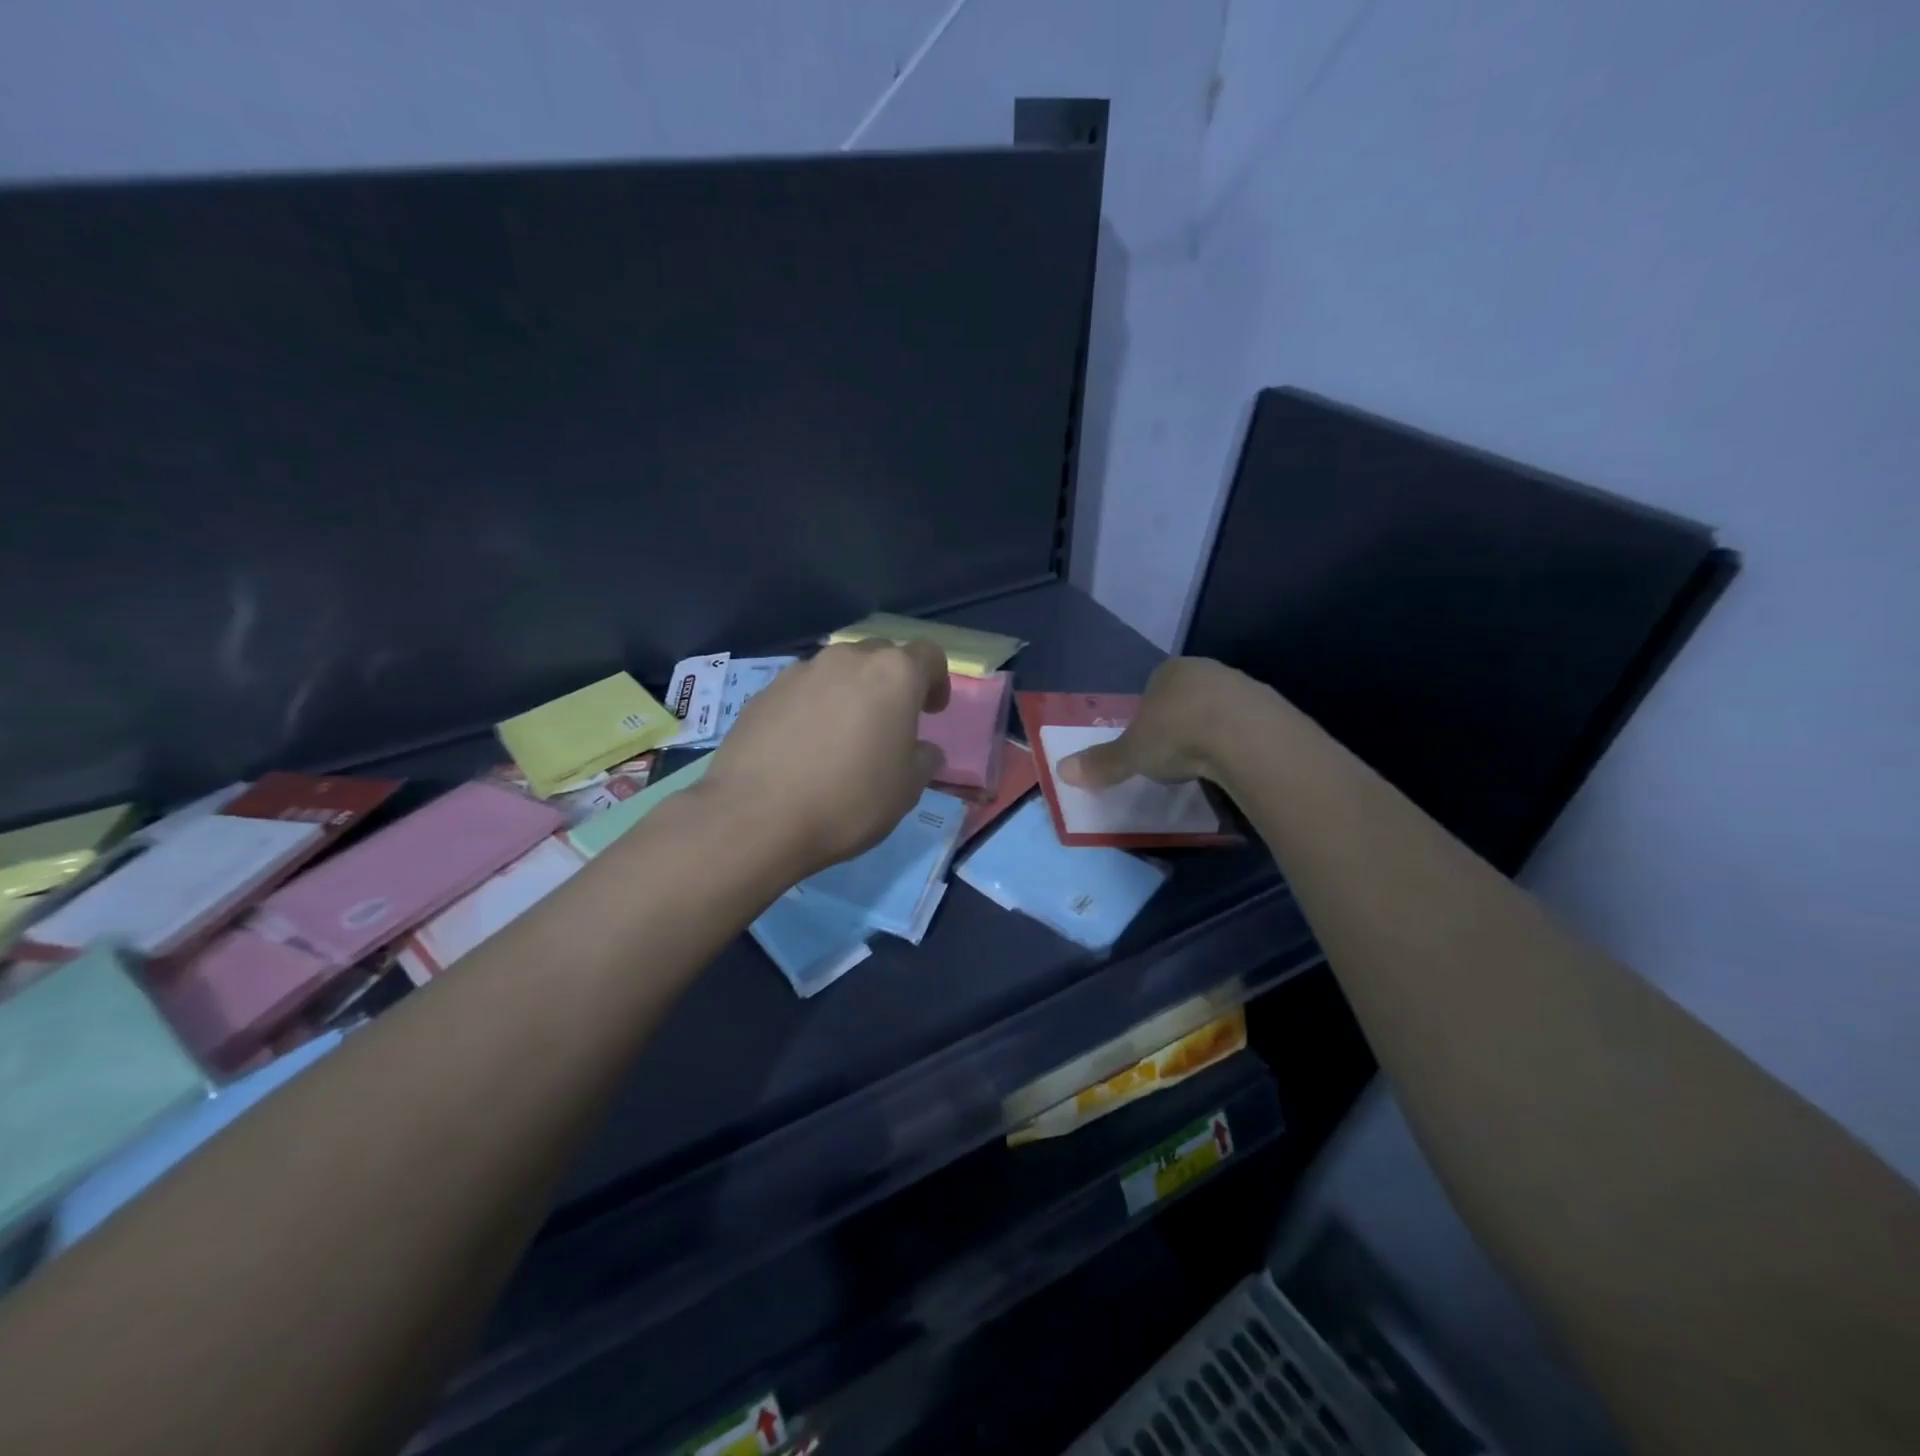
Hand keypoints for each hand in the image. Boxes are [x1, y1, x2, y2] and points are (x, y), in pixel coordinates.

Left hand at [702, 639, 950, 876]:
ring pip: (837, 671)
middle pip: (881, 656)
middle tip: (889, 723)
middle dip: (891, 683)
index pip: (928, 655)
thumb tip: (923, 750)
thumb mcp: (907, 789)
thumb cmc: (849, 800)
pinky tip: (804, 747)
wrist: (756, 818)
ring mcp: (800, 672)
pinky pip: (802, 691)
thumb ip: (924, 760)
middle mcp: (846, 659)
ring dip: (849, 693)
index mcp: (893, 674)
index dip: (937, 680)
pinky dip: (812, 707)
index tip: (931, 712)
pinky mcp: (763, 692)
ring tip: (842, 737)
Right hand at [1058, 657, 1267, 789]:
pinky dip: (1240, 743)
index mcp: (1170, 671)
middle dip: (1182, 721)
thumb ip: (1102, 762)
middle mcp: (1208, 671)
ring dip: (1213, 731)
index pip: (1154, 686)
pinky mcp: (1274, 709)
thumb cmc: (1178, 735)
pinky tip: (1234, 764)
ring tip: (1206, 765)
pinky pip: (1248, 726)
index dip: (1148, 715)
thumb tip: (1062, 771)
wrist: (1247, 737)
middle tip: (1175, 755)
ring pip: (1221, 709)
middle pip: (1189, 696)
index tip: (1148, 743)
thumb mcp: (1132, 753)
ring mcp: (1244, 687)